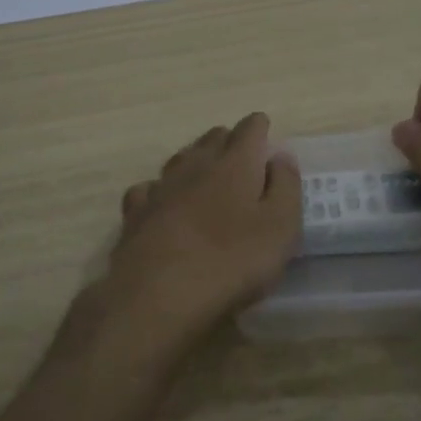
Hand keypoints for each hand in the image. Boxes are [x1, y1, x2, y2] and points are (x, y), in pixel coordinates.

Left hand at [103, 113, 301, 344]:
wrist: (159, 293)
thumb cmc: (232, 260)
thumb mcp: (280, 227)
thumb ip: (286, 187)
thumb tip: (280, 156)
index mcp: (235, 164)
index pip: (249, 130)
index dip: (259, 127)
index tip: (264, 129)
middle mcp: (195, 166)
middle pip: (212, 140)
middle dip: (228, 140)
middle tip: (240, 153)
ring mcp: (161, 188)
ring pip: (179, 160)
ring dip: (195, 160)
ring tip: (205, 171)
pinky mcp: (135, 214)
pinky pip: (149, 190)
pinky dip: (160, 190)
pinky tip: (162, 201)